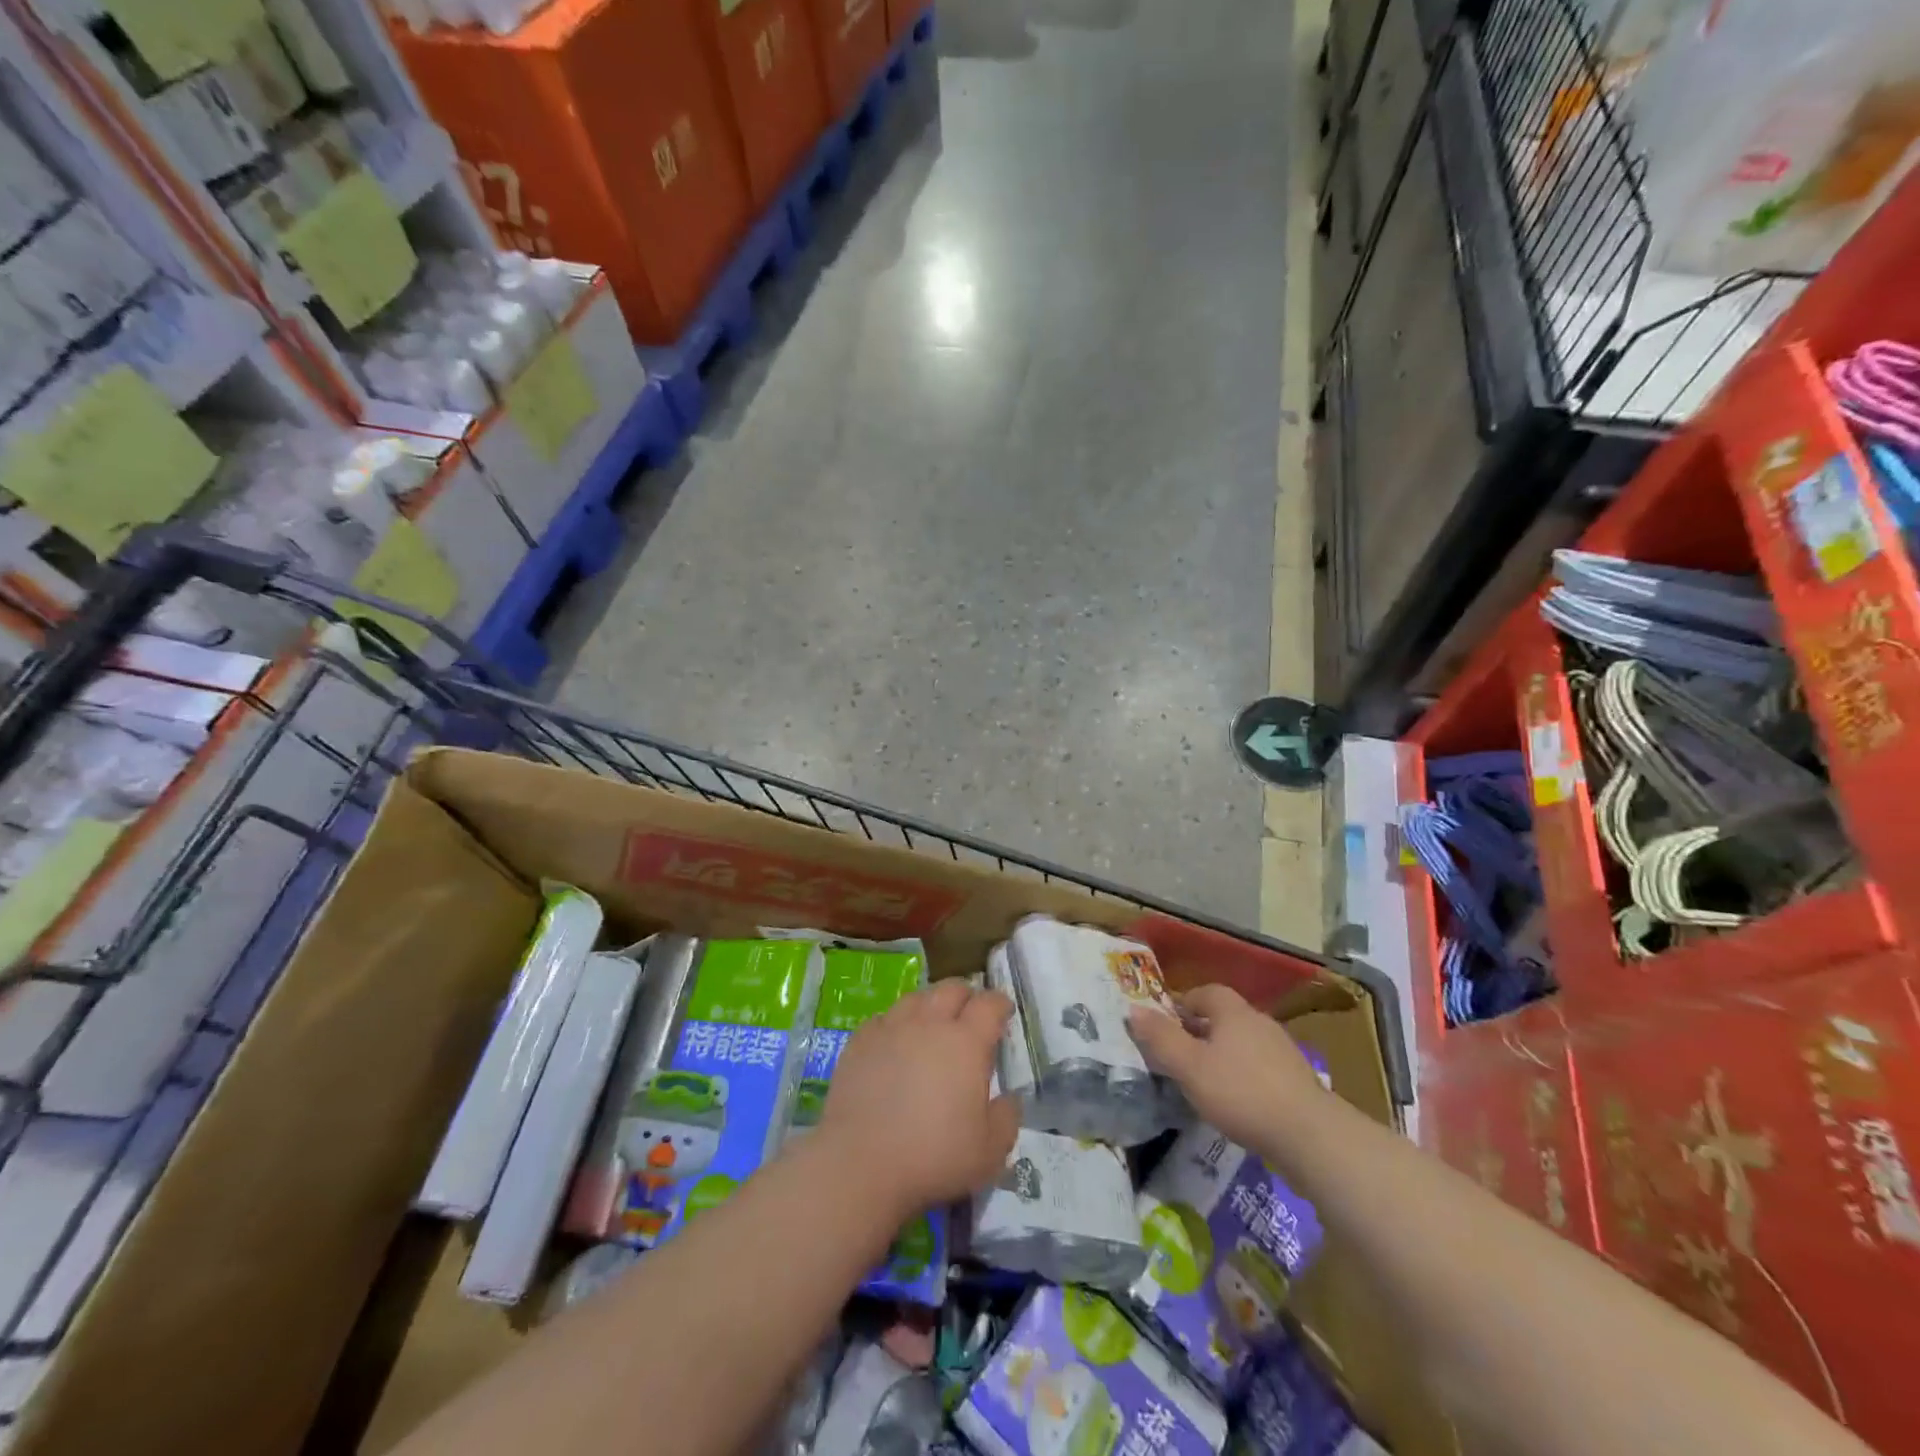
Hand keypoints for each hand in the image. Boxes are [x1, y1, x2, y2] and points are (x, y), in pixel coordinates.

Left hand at [817, 980, 1020, 1219]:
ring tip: (932, 1025)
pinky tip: (894, 1044)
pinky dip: (896, 1025)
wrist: (860, 1164)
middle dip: (966, 996)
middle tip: (970, 1015)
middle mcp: (929, 1024)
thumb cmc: (933, 1157)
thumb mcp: (989, 1152)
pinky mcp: (859, 1041)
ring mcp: (891, 1028)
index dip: (1000, 1004)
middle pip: (951, 988)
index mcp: (966, 1042)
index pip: (989, 1004)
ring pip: (916, 998)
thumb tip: (1009, 1098)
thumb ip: (1006, 1119)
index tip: (1004, 1011)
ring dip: (931, 1005)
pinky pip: (884, 1019)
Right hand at [1127, 984, 1329, 1157]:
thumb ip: (1160, 1038)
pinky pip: (1260, 1067)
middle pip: (1223, 1017)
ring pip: (1242, 1043)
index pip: (1204, 992)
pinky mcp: (1296, 1080)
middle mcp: (1259, 1022)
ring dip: (1222, 1055)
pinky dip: (1243, 1076)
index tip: (1164, 1026)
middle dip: (1199, 1031)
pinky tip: (1236, 1102)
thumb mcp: (1189, 1067)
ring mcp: (1282, 1050)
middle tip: (1178, 1055)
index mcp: (1233, 1011)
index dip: (1182, 1004)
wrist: (1310, 1135)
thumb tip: (1132, 1010)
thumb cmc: (1241, 1092)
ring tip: (1203, 1081)